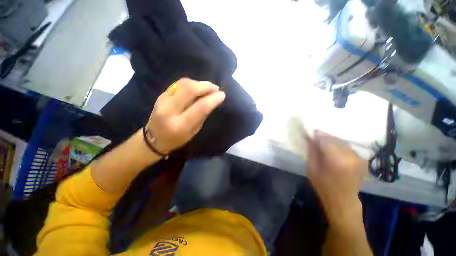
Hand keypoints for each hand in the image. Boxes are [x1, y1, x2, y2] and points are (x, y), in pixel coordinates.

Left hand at [146, 78, 225, 153]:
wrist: (154, 138)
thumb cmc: (177, 139)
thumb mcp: (194, 131)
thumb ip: (202, 115)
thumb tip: (213, 100)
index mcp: (180, 124)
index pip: (200, 107)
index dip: (213, 98)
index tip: (222, 95)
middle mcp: (170, 110)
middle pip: (190, 90)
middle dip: (206, 86)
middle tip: (216, 88)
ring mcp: (163, 100)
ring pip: (184, 83)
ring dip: (199, 83)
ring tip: (208, 87)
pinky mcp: (161, 94)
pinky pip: (179, 84)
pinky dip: (191, 83)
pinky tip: (198, 87)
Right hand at [306, 131, 367, 228]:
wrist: (343, 200)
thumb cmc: (323, 185)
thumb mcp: (311, 168)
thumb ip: (312, 151)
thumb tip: (310, 137)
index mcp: (337, 160)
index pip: (325, 140)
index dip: (317, 134)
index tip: (310, 131)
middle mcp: (351, 157)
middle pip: (335, 139)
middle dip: (324, 136)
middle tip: (315, 136)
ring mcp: (359, 158)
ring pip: (342, 141)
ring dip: (332, 140)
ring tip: (323, 142)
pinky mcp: (362, 159)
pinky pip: (348, 147)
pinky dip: (339, 145)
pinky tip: (333, 149)